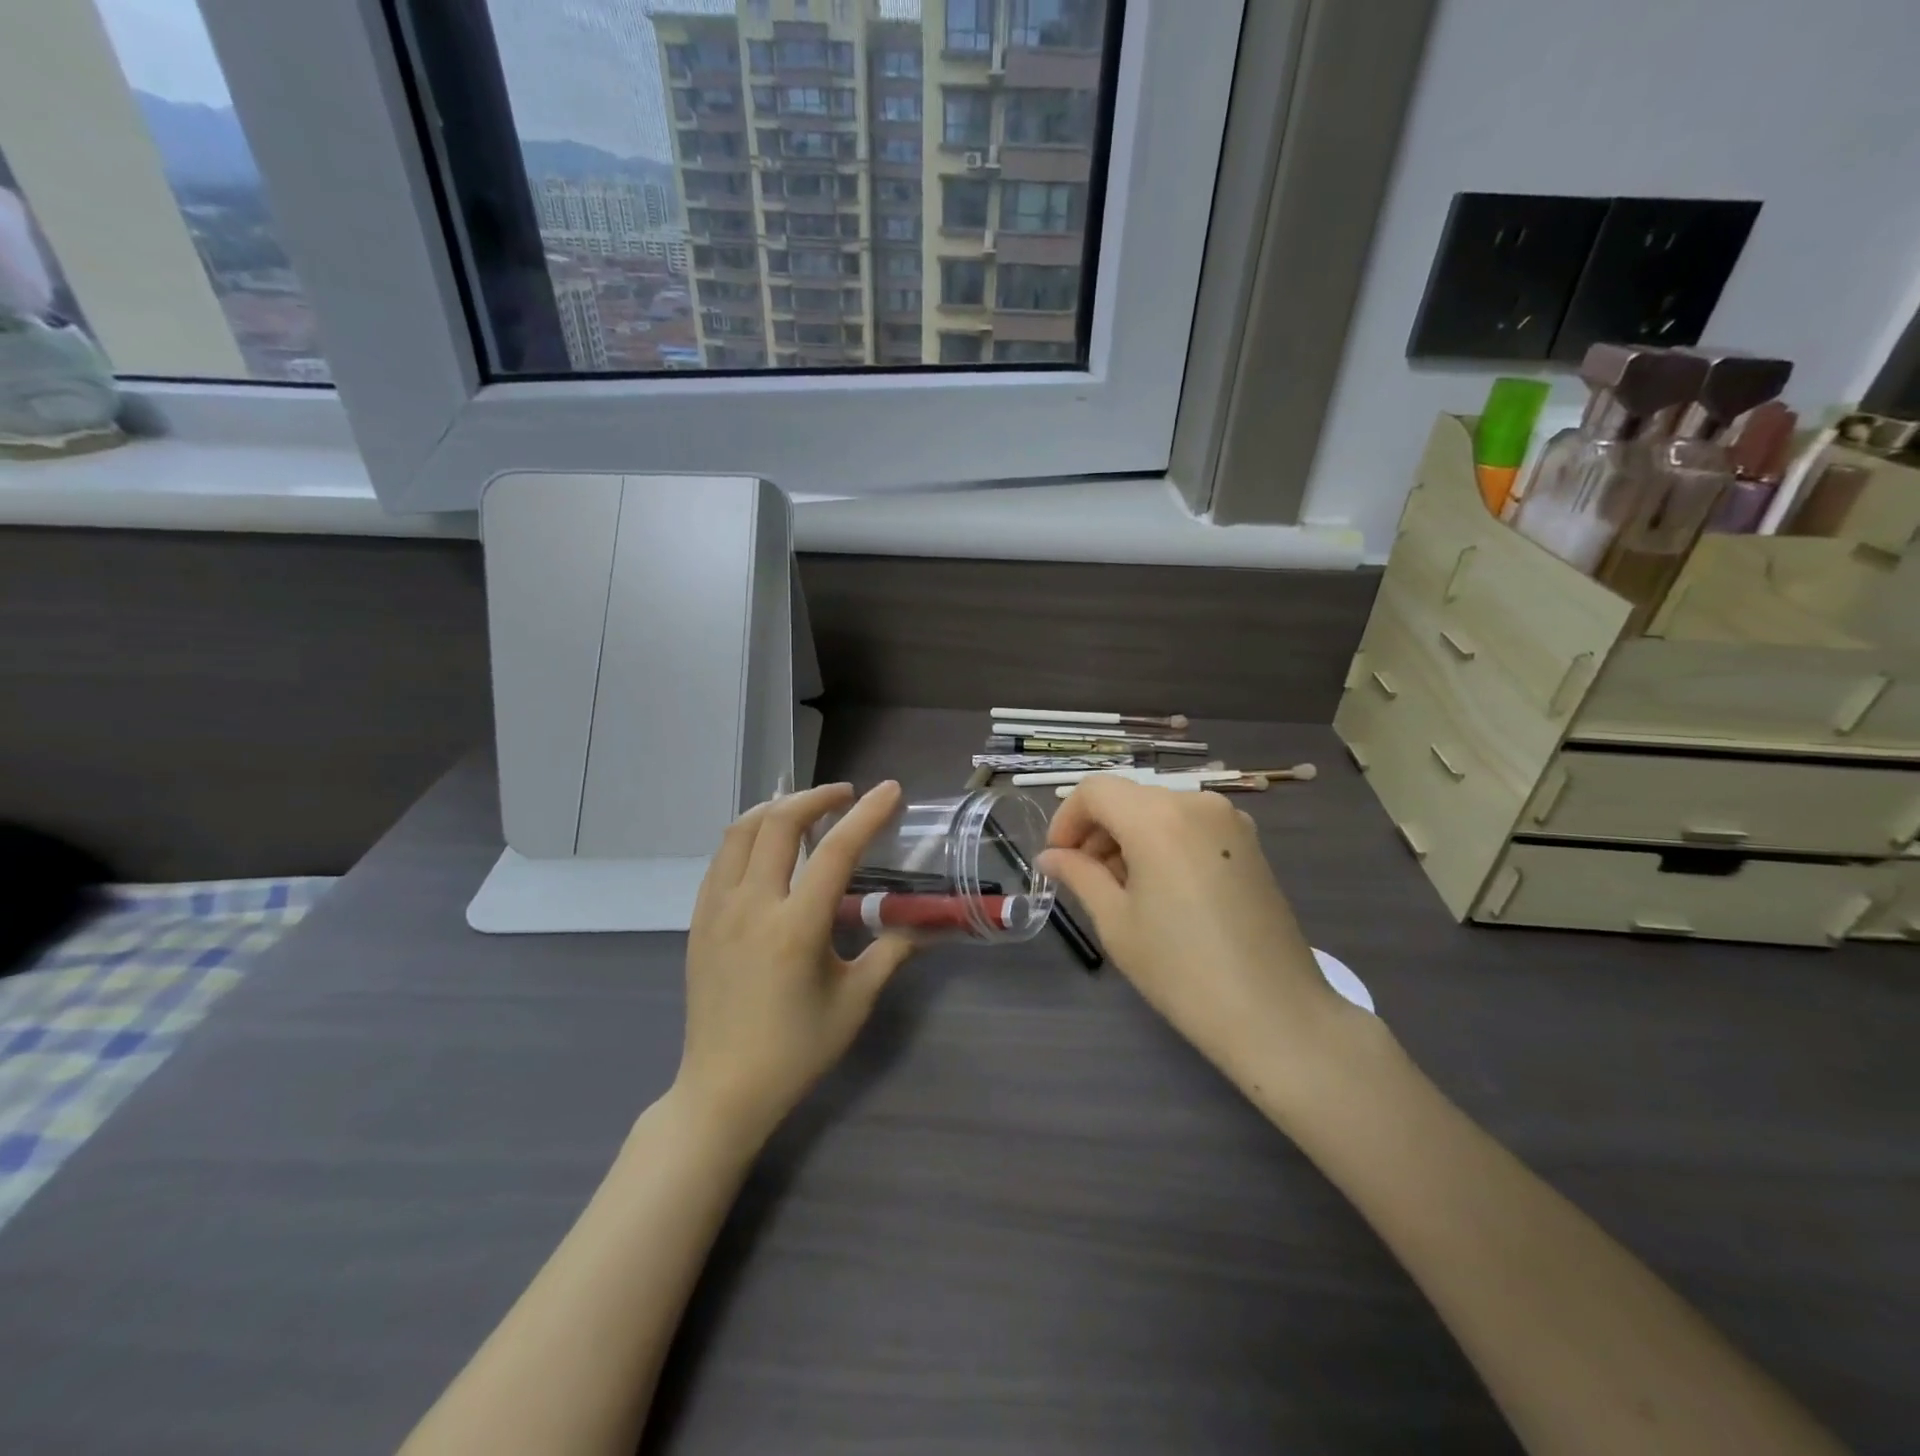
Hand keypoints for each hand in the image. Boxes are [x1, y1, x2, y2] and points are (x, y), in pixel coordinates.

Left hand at [676, 782, 914, 1143]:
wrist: (723, 1089)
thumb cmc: (795, 1050)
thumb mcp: (854, 1003)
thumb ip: (889, 954)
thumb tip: (920, 925)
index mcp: (796, 928)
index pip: (836, 852)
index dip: (867, 814)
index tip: (889, 790)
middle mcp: (752, 906)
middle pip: (778, 822)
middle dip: (816, 797)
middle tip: (845, 796)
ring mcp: (717, 910)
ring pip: (741, 831)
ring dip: (777, 808)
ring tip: (807, 810)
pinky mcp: (698, 919)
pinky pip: (722, 858)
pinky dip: (749, 835)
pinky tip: (768, 847)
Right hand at [1040, 778, 1355, 1094]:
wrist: (1274, 1014)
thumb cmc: (1181, 970)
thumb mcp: (1116, 921)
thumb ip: (1079, 875)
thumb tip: (1050, 857)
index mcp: (1158, 817)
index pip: (1095, 791)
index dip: (1066, 819)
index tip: (1057, 860)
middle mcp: (1196, 803)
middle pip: (1128, 798)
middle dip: (1097, 831)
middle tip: (1083, 879)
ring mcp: (1229, 821)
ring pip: (1159, 810)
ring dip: (1129, 838)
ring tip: (1121, 890)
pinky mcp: (1249, 844)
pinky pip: (1190, 826)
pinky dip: (1163, 843)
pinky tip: (1160, 889)